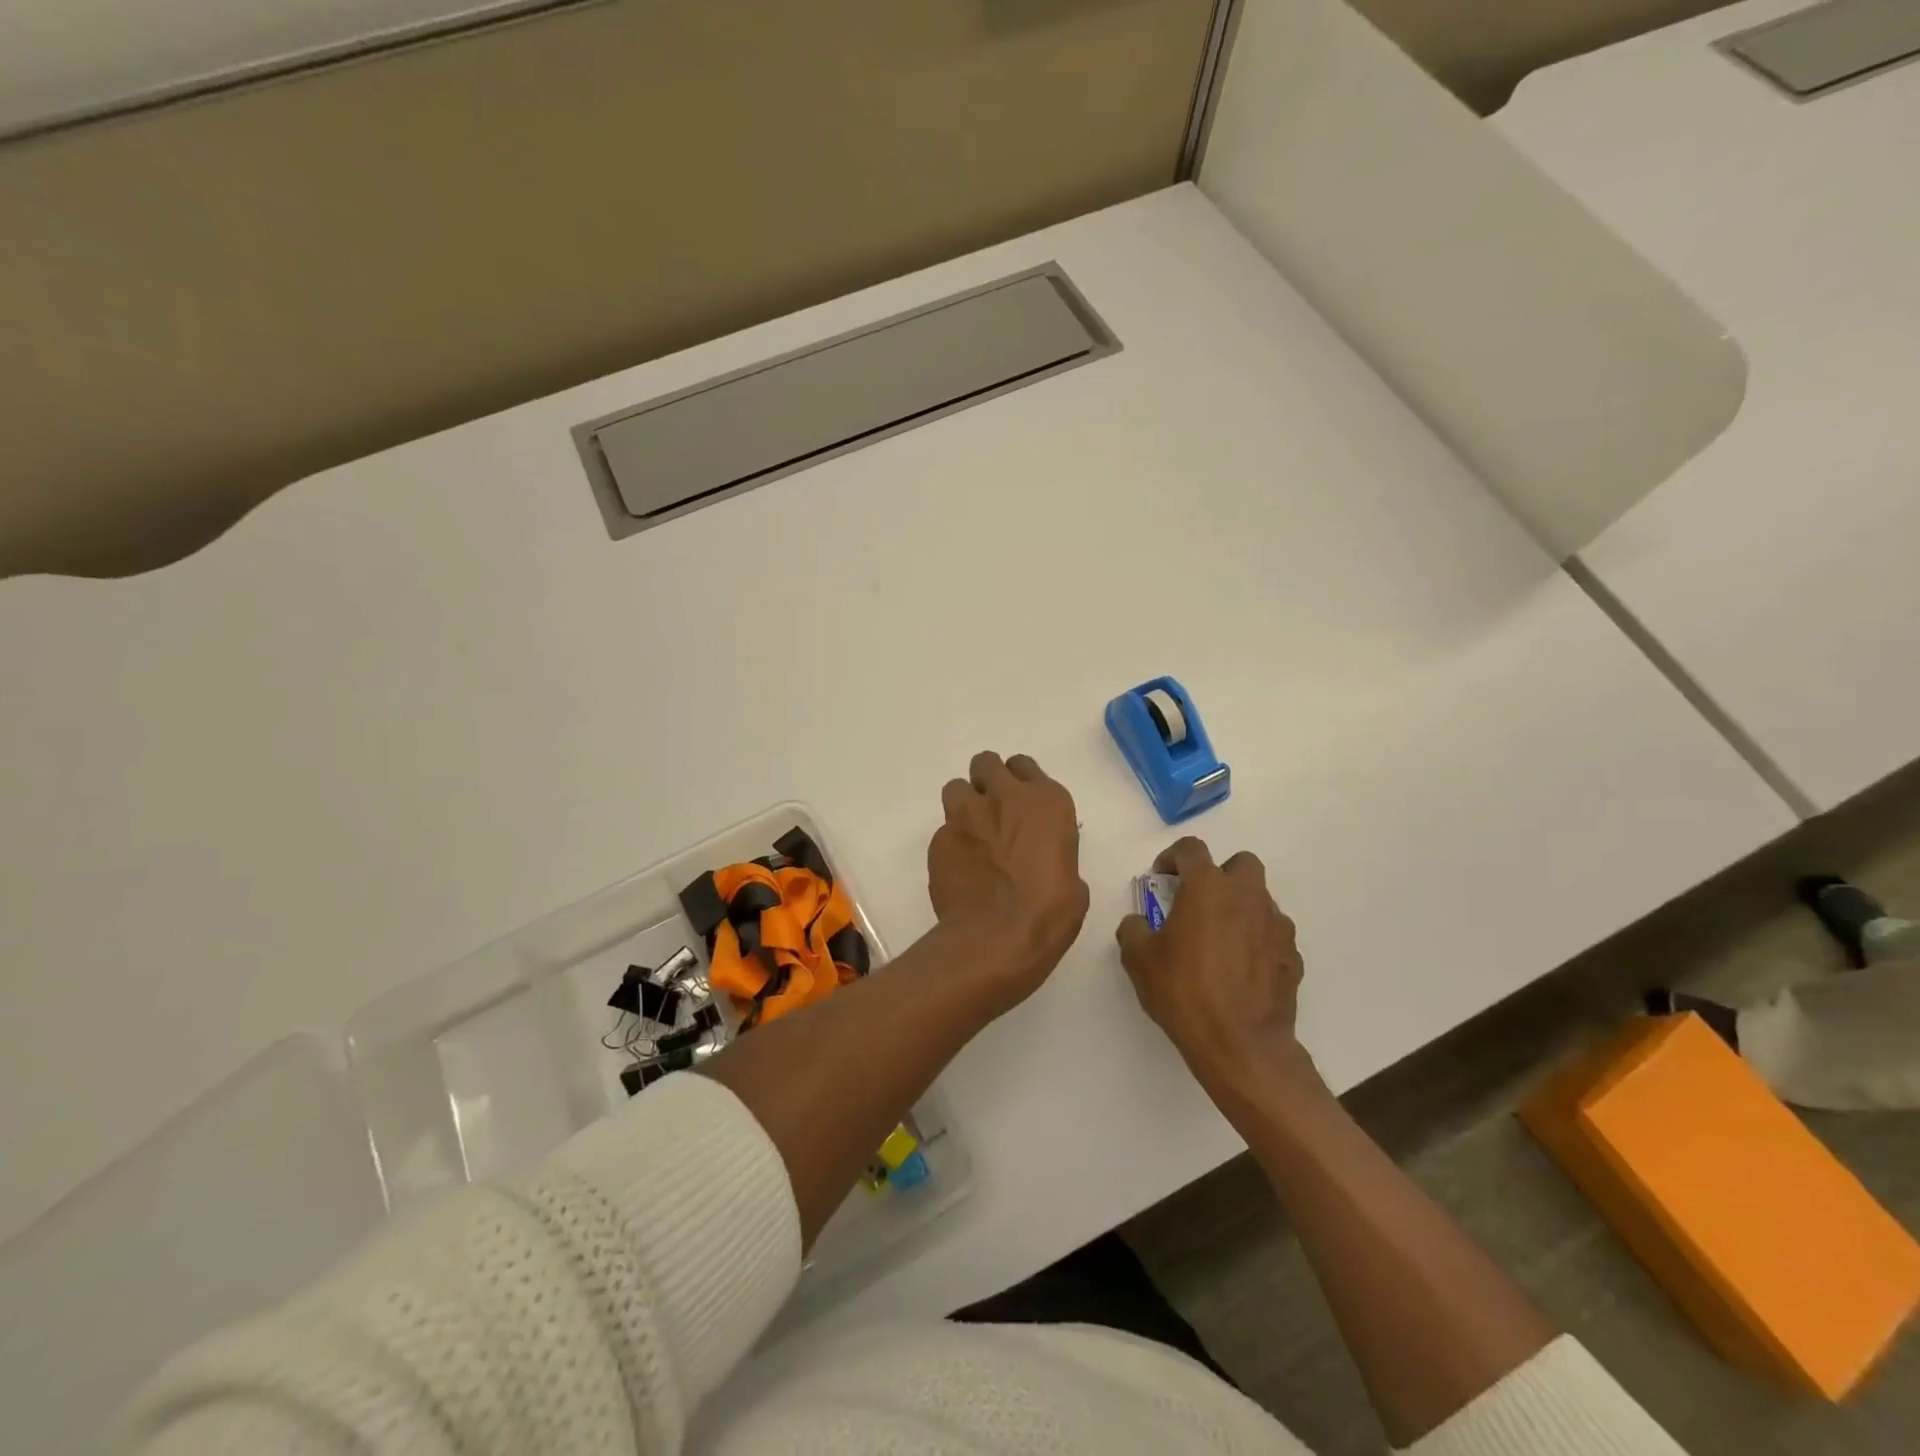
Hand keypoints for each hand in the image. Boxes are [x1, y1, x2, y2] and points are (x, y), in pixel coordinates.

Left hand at [929, 751, 1089, 1006]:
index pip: (1024, 766)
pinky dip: (951, 843)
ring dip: (963, 804)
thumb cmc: (1050, 912)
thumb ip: (1052, 853)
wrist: (998, 937)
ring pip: (956, 787)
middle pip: (986, 764)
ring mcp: (965, 815)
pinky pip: (943, 830)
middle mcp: (1004, 796)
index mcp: (1045, 801)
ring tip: (970, 834)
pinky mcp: (939, 839)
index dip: (1020, 783)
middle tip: (992, 811)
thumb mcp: (1072, 879)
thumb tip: (1042, 861)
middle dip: (986, 781)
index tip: (1020, 804)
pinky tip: (960, 869)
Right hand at [1117, 837, 1321, 1112]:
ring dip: (1240, 908)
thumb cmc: (1185, 992)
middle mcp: (1247, 896)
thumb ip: (1134, 929)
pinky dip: (1257, 940)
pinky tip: (1241, 969)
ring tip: (1220, 940)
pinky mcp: (1292, 956)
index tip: (1161, 878)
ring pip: (1260, 899)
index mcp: (1208, 887)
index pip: (1191, 849)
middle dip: (1220, 875)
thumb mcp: (1139, 960)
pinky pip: (1272, 934)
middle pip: (1241, 864)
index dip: (1172, 857)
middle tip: (1199, 902)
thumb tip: (1139, 922)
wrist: (1241, 1045)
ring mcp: (1276, 925)